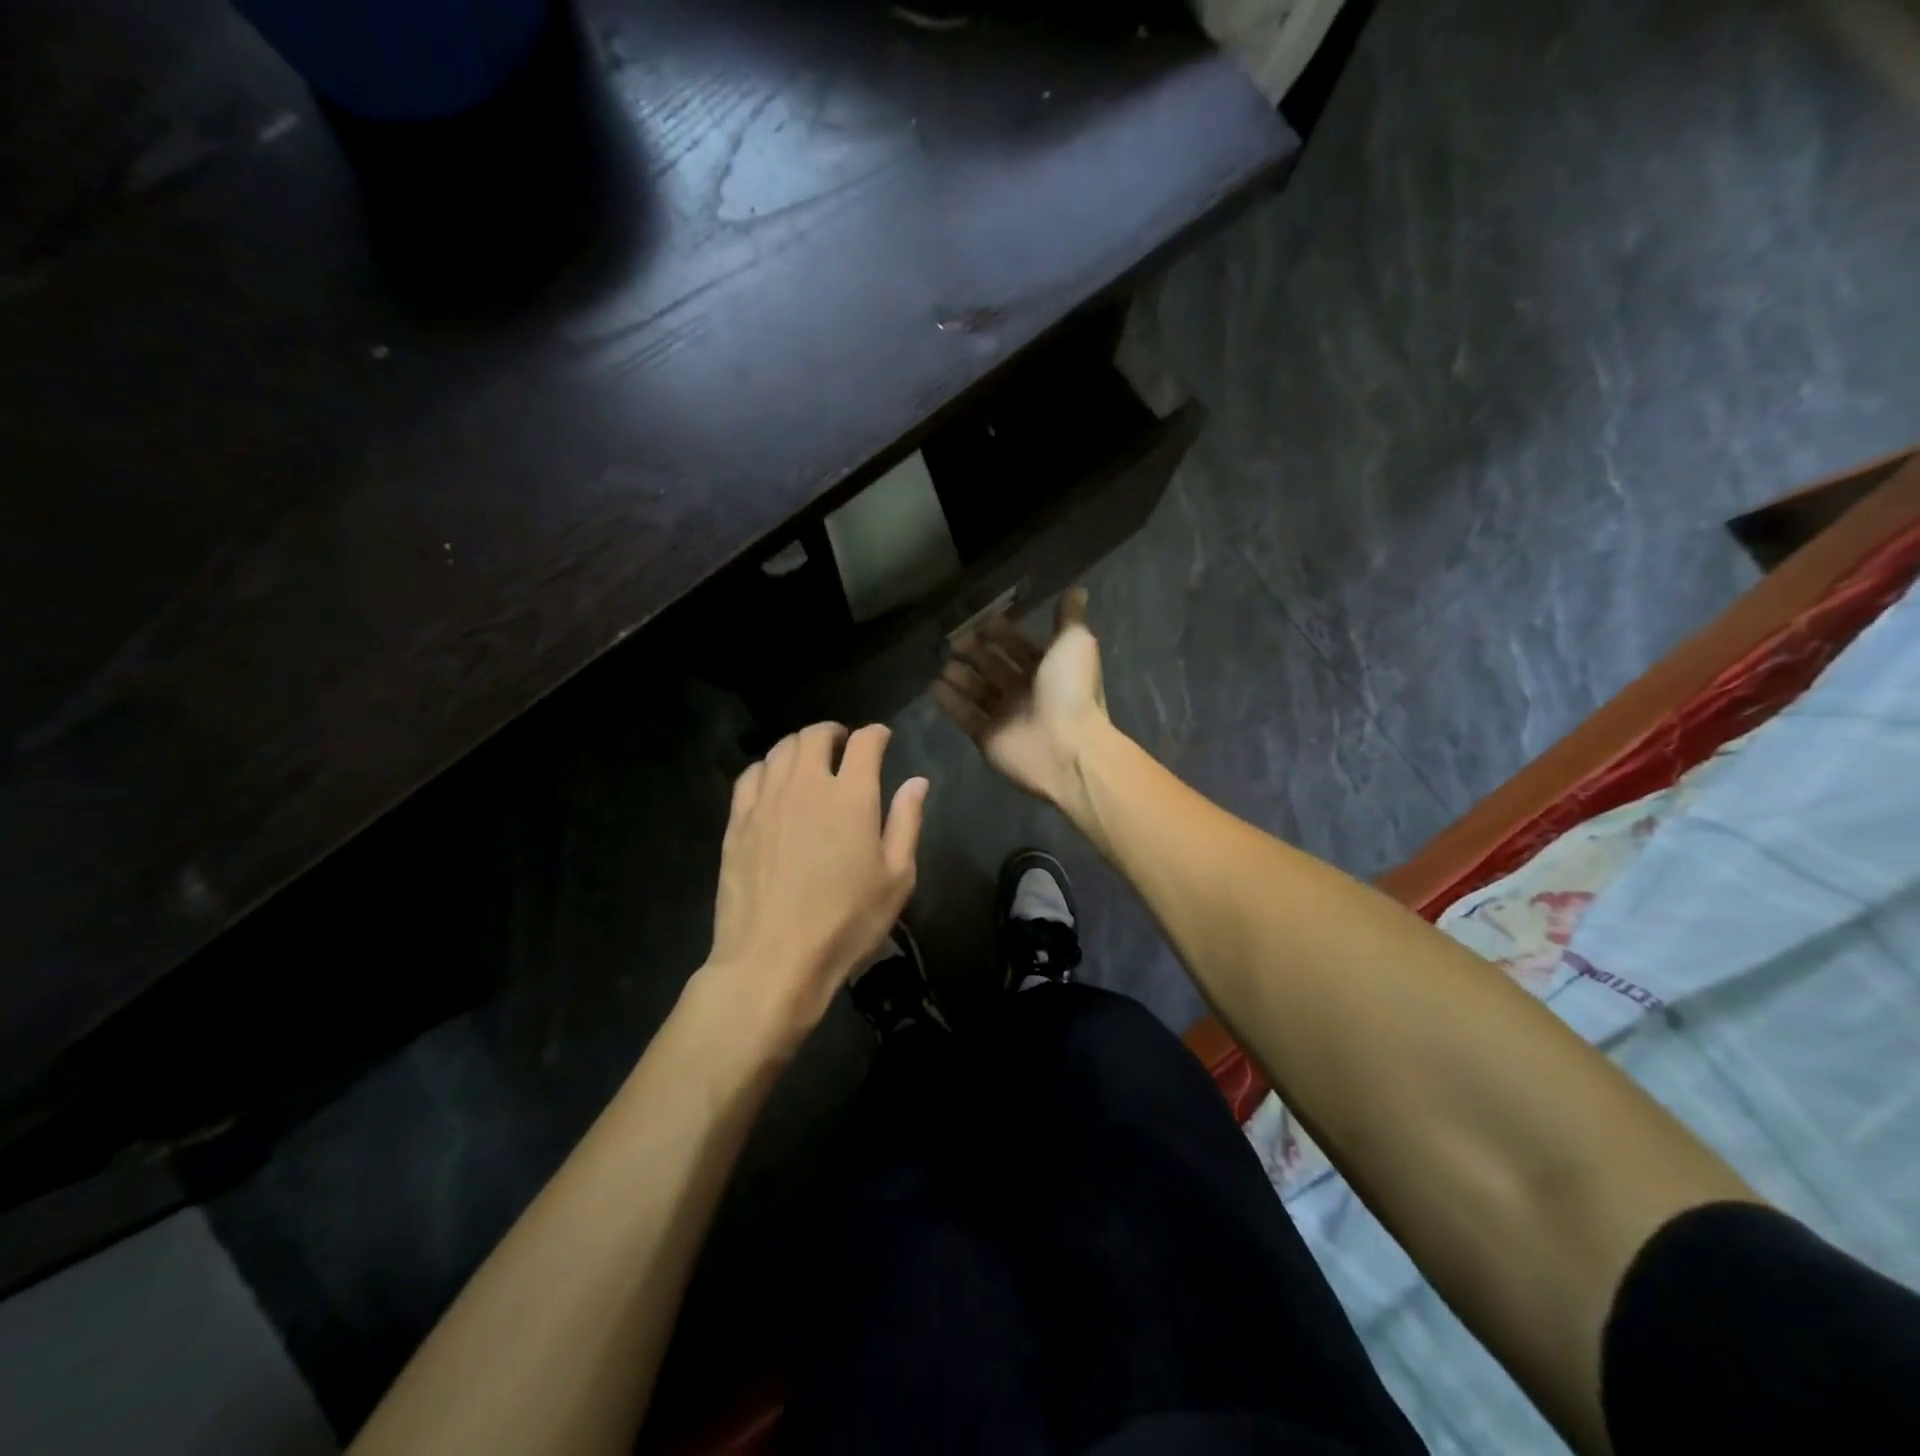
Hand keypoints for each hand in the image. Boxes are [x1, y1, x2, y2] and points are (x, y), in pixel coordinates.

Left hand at [705, 722, 927, 1045]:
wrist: (772, 961)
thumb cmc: (845, 924)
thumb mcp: (896, 879)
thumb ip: (906, 822)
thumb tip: (917, 781)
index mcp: (851, 797)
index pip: (864, 742)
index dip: (876, 734)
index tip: (882, 739)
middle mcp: (806, 786)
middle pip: (815, 735)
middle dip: (833, 732)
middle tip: (843, 744)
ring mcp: (766, 801)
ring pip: (780, 750)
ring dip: (800, 745)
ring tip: (810, 759)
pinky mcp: (737, 822)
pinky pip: (750, 775)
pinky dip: (767, 767)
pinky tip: (773, 781)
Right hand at [933, 586, 1110, 814]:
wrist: (1067, 747)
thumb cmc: (1071, 691)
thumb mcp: (1075, 643)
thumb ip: (1069, 617)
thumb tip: (1077, 589)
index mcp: (1048, 670)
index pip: (1020, 647)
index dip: (1002, 633)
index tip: (981, 618)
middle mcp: (1026, 693)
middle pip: (995, 667)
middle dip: (976, 651)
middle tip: (954, 638)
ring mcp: (1006, 717)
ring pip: (978, 691)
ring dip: (961, 676)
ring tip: (943, 661)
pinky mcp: (988, 738)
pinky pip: (965, 716)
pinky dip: (951, 702)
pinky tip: (934, 686)